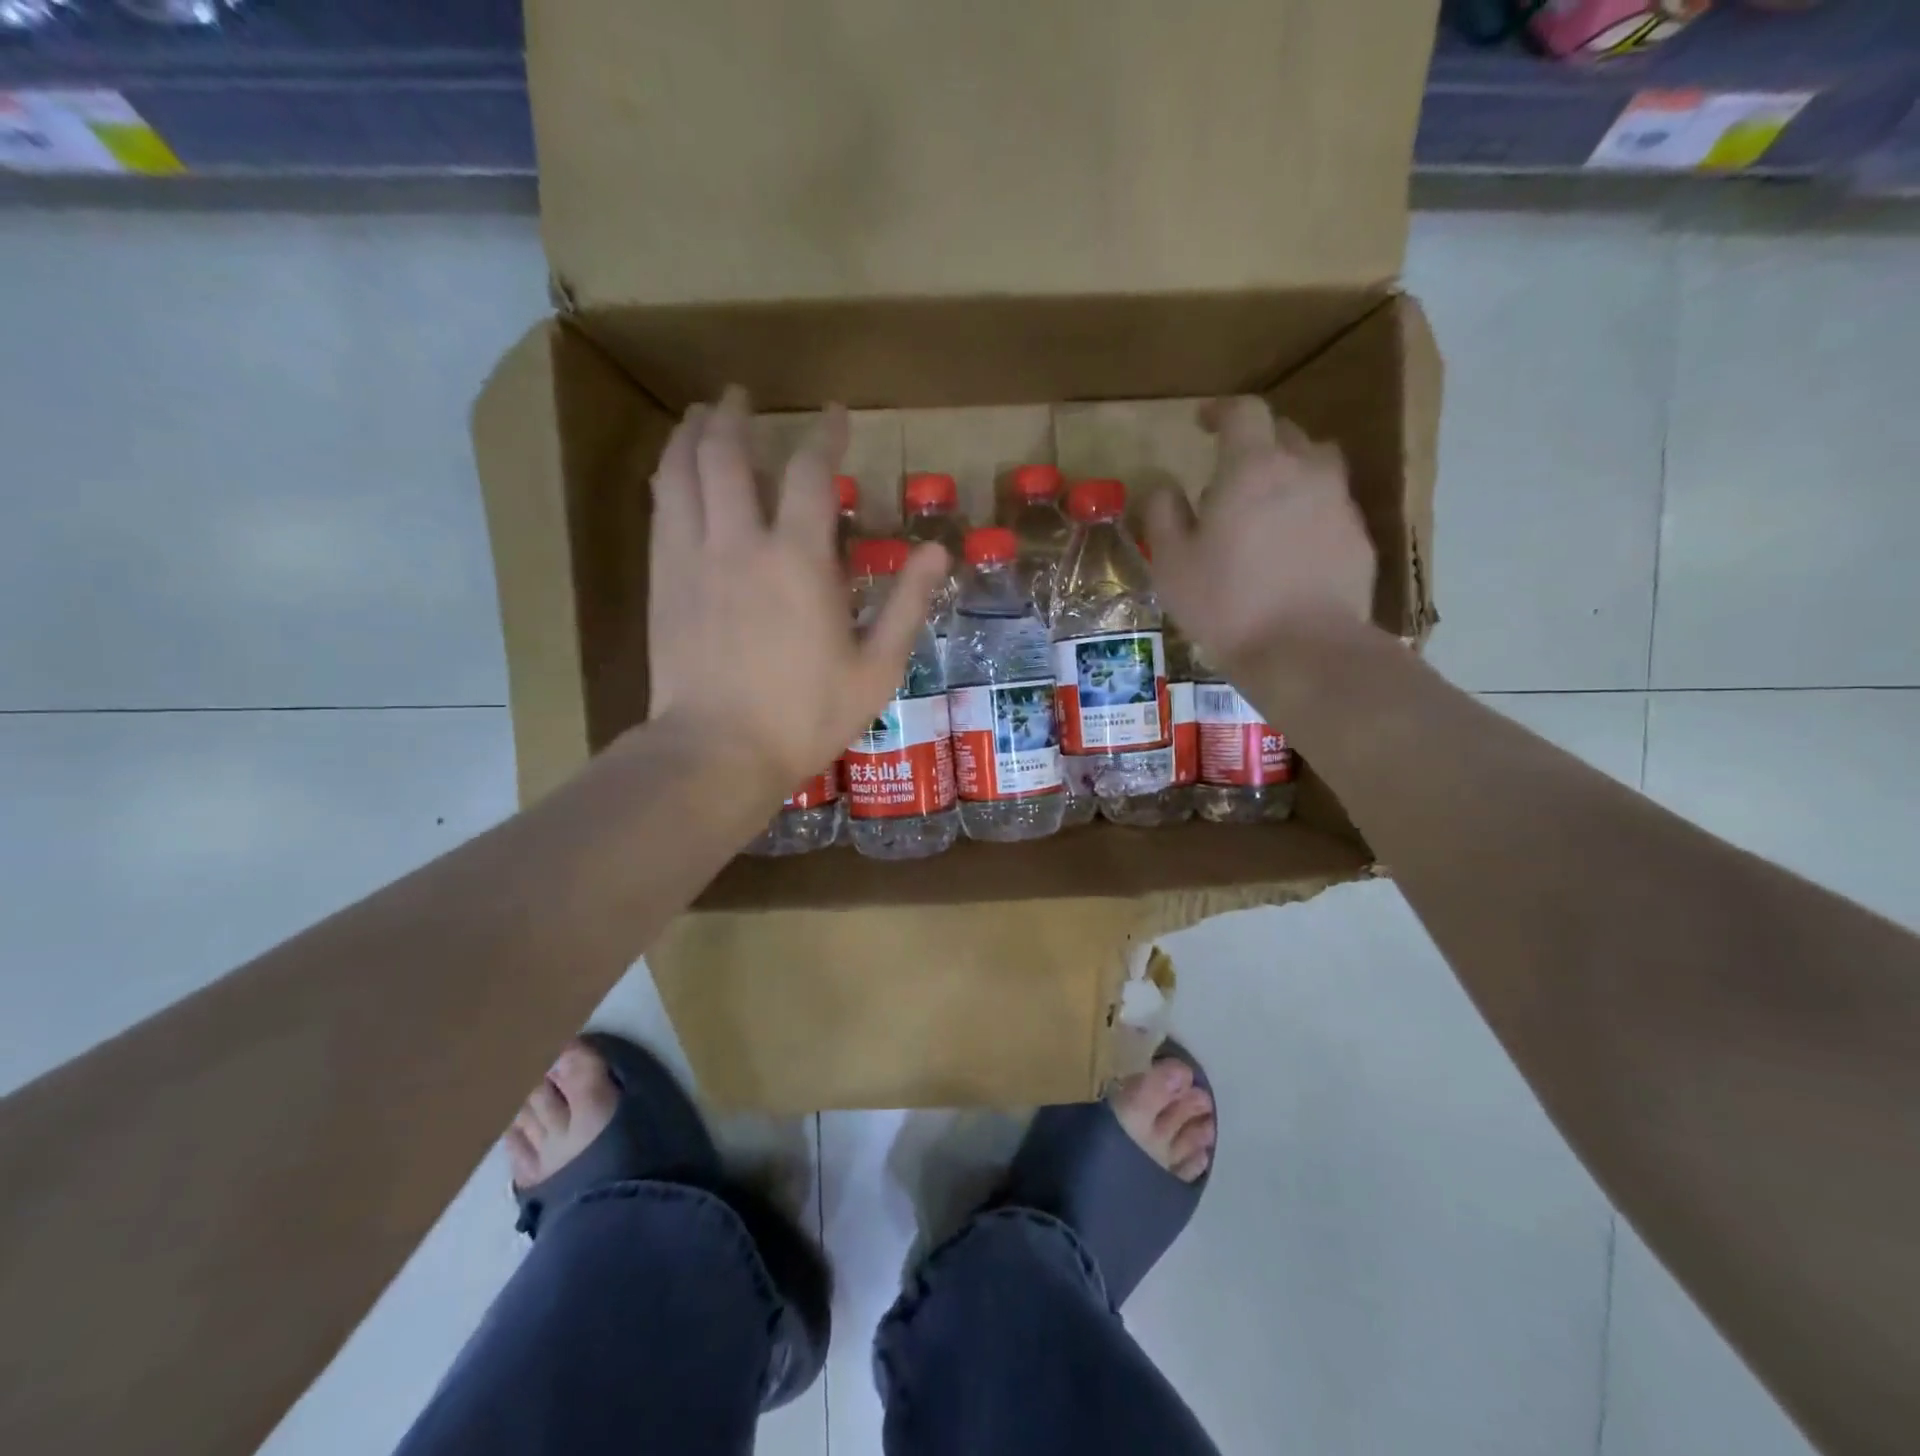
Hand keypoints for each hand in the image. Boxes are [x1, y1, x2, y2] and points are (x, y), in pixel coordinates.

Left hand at [643, 387, 948, 798]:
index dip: (825, 434)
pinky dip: (668, 477)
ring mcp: (692, 558)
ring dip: (691, 434)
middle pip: (727, 453)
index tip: (835, 412)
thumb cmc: (805, 716)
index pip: (811, 472)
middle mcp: (740, 542)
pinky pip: (660, 509)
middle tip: (742, 394)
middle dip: (736, 415)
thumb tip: (937, 552)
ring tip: (700, 416)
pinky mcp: (662, 581)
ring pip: (681, 472)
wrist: (717, 752)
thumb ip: (907, 605)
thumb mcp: (876, 669)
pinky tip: (673, 473)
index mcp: (799, 560)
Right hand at [1144, 397, 1376, 670]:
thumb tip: (1162, 486)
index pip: (1244, 412)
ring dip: (1291, 471)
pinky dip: (1310, 512)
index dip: (1221, 411)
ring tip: (1268, 504)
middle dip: (1256, 442)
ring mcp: (1339, 504)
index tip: (1202, 422)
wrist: (1305, 651)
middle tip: (1231, 471)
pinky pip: (1332, 507)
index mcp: (1254, 468)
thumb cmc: (1226, 603)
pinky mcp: (1359, 539)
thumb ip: (1163, 514)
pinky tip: (1293, 548)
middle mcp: (1304, 471)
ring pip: (1317, 466)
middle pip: (1285, 433)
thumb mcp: (1172, 563)